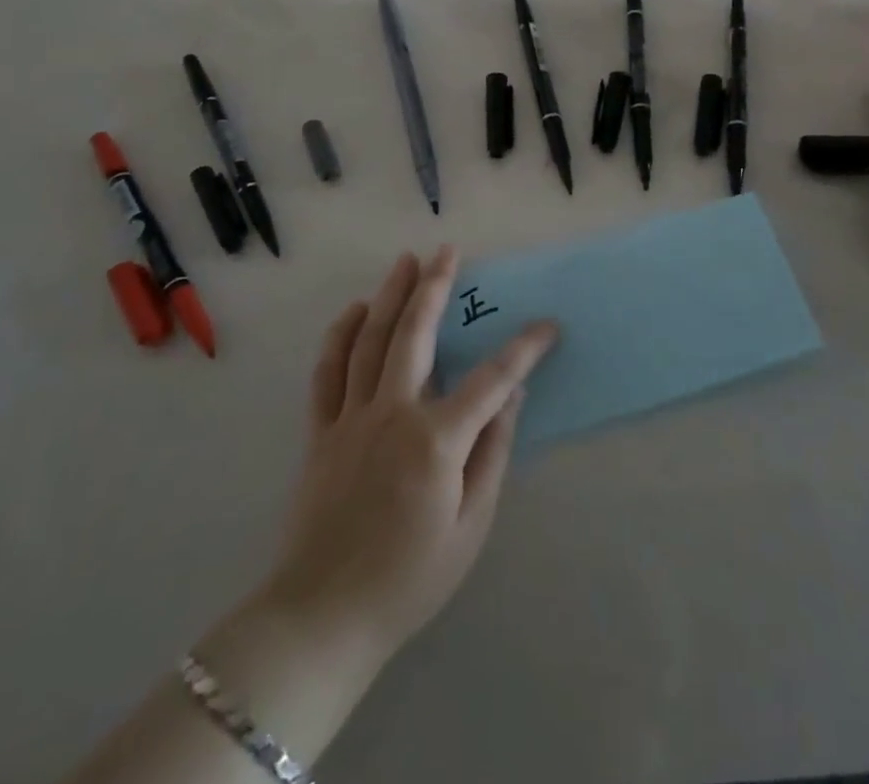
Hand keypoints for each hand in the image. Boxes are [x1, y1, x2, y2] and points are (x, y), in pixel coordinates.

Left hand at [260, 247, 559, 669]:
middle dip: (435, 287)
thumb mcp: (470, 525)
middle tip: (448, 251)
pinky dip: (341, 335)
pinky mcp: (321, 431)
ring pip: (371, 341)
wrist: (322, 618)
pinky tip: (355, 311)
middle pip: (415, 334)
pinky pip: (328, 371)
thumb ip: (492, 452)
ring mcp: (351, 418)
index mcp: (435, 440)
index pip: (492, 379)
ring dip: (390, 295)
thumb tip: (513, 396)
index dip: (524, 349)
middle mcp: (392, 414)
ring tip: (405, 260)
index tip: (547, 326)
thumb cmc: (409, 578)